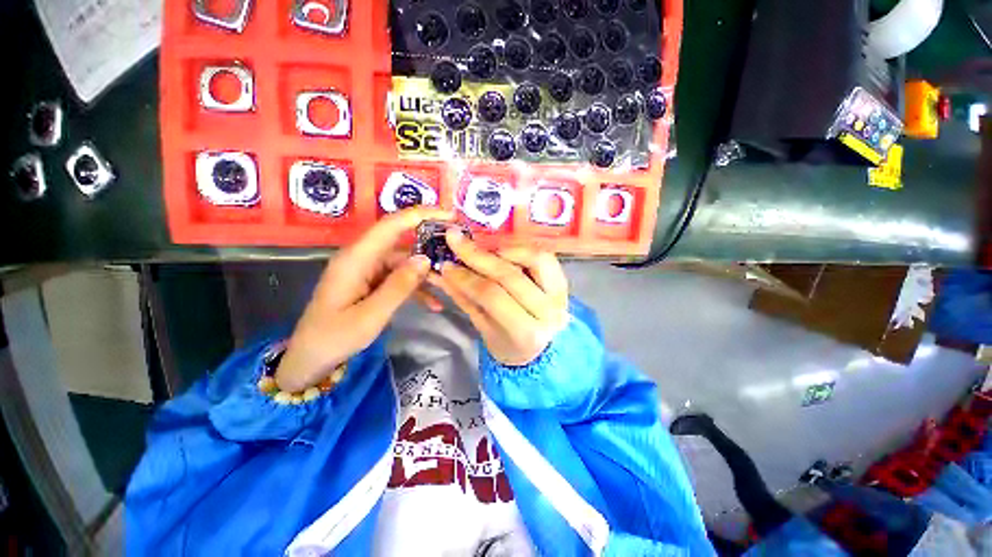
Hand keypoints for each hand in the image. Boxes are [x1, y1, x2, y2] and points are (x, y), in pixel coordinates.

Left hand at [276, 208, 452, 391]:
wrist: (312, 358)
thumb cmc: (334, 337)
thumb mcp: (371, 315)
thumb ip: (399, 286)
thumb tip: (425, 259)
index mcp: (356, 258)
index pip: (391, 225)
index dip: (420, 214)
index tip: (448, 215)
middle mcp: (363, 258)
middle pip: (401, 242)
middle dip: (430, 245)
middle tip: (458, 250)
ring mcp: (368, 270)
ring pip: (405, 263)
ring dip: (426, 273)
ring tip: (449, 285)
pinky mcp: (372, 282)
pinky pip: (399, 278)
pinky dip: (416, 288)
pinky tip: (434, 304)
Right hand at [429, 231, 569, 366]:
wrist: (544, 352)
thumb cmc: (510, 346)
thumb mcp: (484, 329)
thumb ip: (465, 299)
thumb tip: (442, 273)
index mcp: (526, 333)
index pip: (492, 296)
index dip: (466, 278)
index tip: (446, 265)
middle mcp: (548, 311)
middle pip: (510, 275)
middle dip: (477, 255)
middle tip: (455, 239)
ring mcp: (560, 294)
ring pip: (533, 258)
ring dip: (502, 248)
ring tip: (480, 247)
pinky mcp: (564, 281)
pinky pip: (544, 256)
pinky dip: (521, 248)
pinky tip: (502, 250)